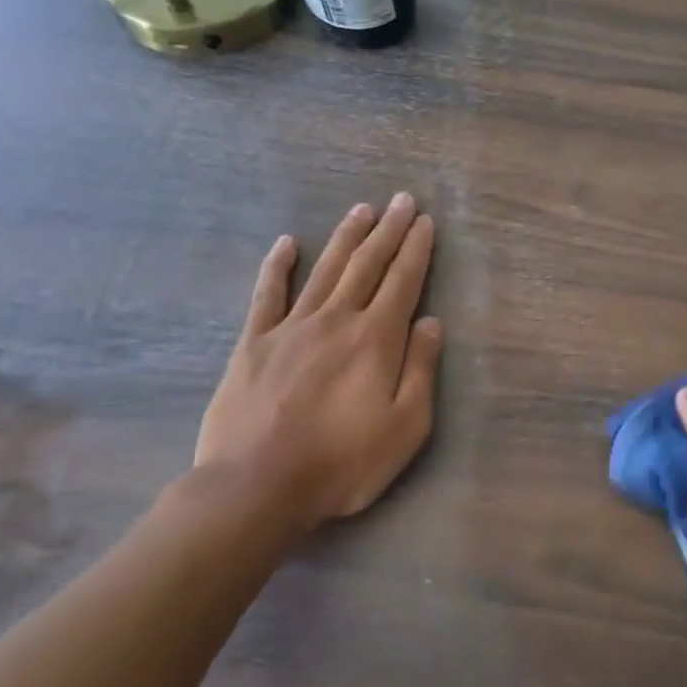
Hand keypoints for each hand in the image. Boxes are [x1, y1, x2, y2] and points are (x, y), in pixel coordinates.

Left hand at [194, 195, 443, 538]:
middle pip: (367, 265)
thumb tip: (432, 323)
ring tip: (362, 209)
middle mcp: (337, 320)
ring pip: (325, 269)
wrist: (256, 486)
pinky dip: (278, 266)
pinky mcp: (254, 343)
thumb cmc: (342, 462)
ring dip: (346, 237)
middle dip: (389, 231)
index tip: (426, 222)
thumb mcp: (406, 427)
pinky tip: (286, 243)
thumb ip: (421, 370)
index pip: (403, 282)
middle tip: (402, 200)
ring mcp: (291, 327)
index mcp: (376, 339)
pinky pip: (268, 294)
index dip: (417, 250)